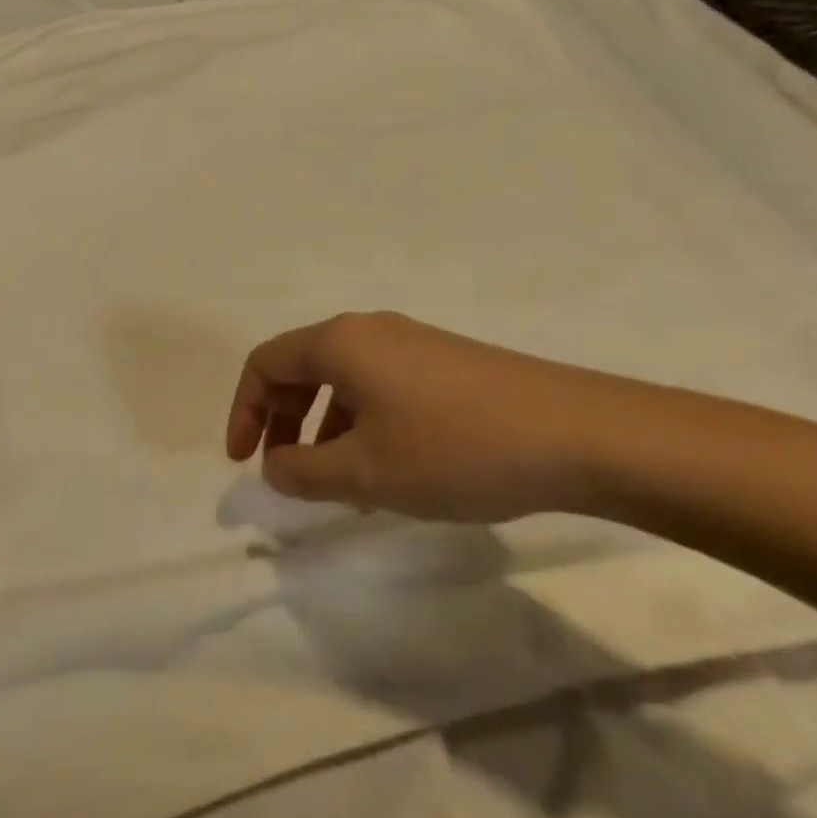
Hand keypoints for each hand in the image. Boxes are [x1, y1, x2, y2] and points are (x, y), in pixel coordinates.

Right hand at [225, 312, 638, 522]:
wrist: (573, 433)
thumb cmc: (453, 448)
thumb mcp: (366, 472)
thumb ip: (304, 471)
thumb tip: (274, 466)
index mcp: (340, 342)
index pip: (265, 363)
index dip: (243, 411)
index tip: (245, 463)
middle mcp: (370, 330)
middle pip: (302, 367)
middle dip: (283, 420)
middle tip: (287, 474)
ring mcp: (412, 342)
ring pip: (344, 380)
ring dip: (325, 428)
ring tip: (341, 487)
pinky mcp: (445, 362)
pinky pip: (381, 386)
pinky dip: (363, 423)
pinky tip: (390, 470)